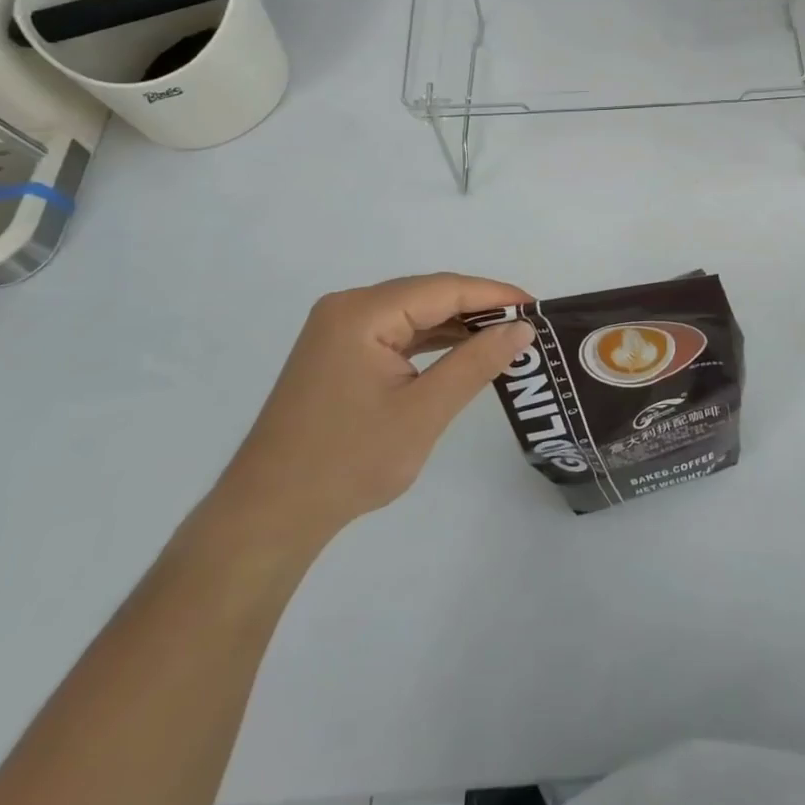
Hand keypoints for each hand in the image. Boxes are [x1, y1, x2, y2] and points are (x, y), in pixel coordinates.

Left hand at [211, 274, 533, 560]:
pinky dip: (429, 342)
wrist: (268, 516)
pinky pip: (395, 334)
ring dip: (455, 326)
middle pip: (426, 295)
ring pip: (411, 314)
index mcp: (362, 312)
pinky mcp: (337, 354)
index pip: (442, 288)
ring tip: (503, 339)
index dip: (493, 295)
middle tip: (526, 327)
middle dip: (477, 309)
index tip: (537, 308)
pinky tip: (460, 353)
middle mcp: (347, 308)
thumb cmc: (348, 462)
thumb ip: (475, 363)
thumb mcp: (423, 412)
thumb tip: (521, 329)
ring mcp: (338, 331)